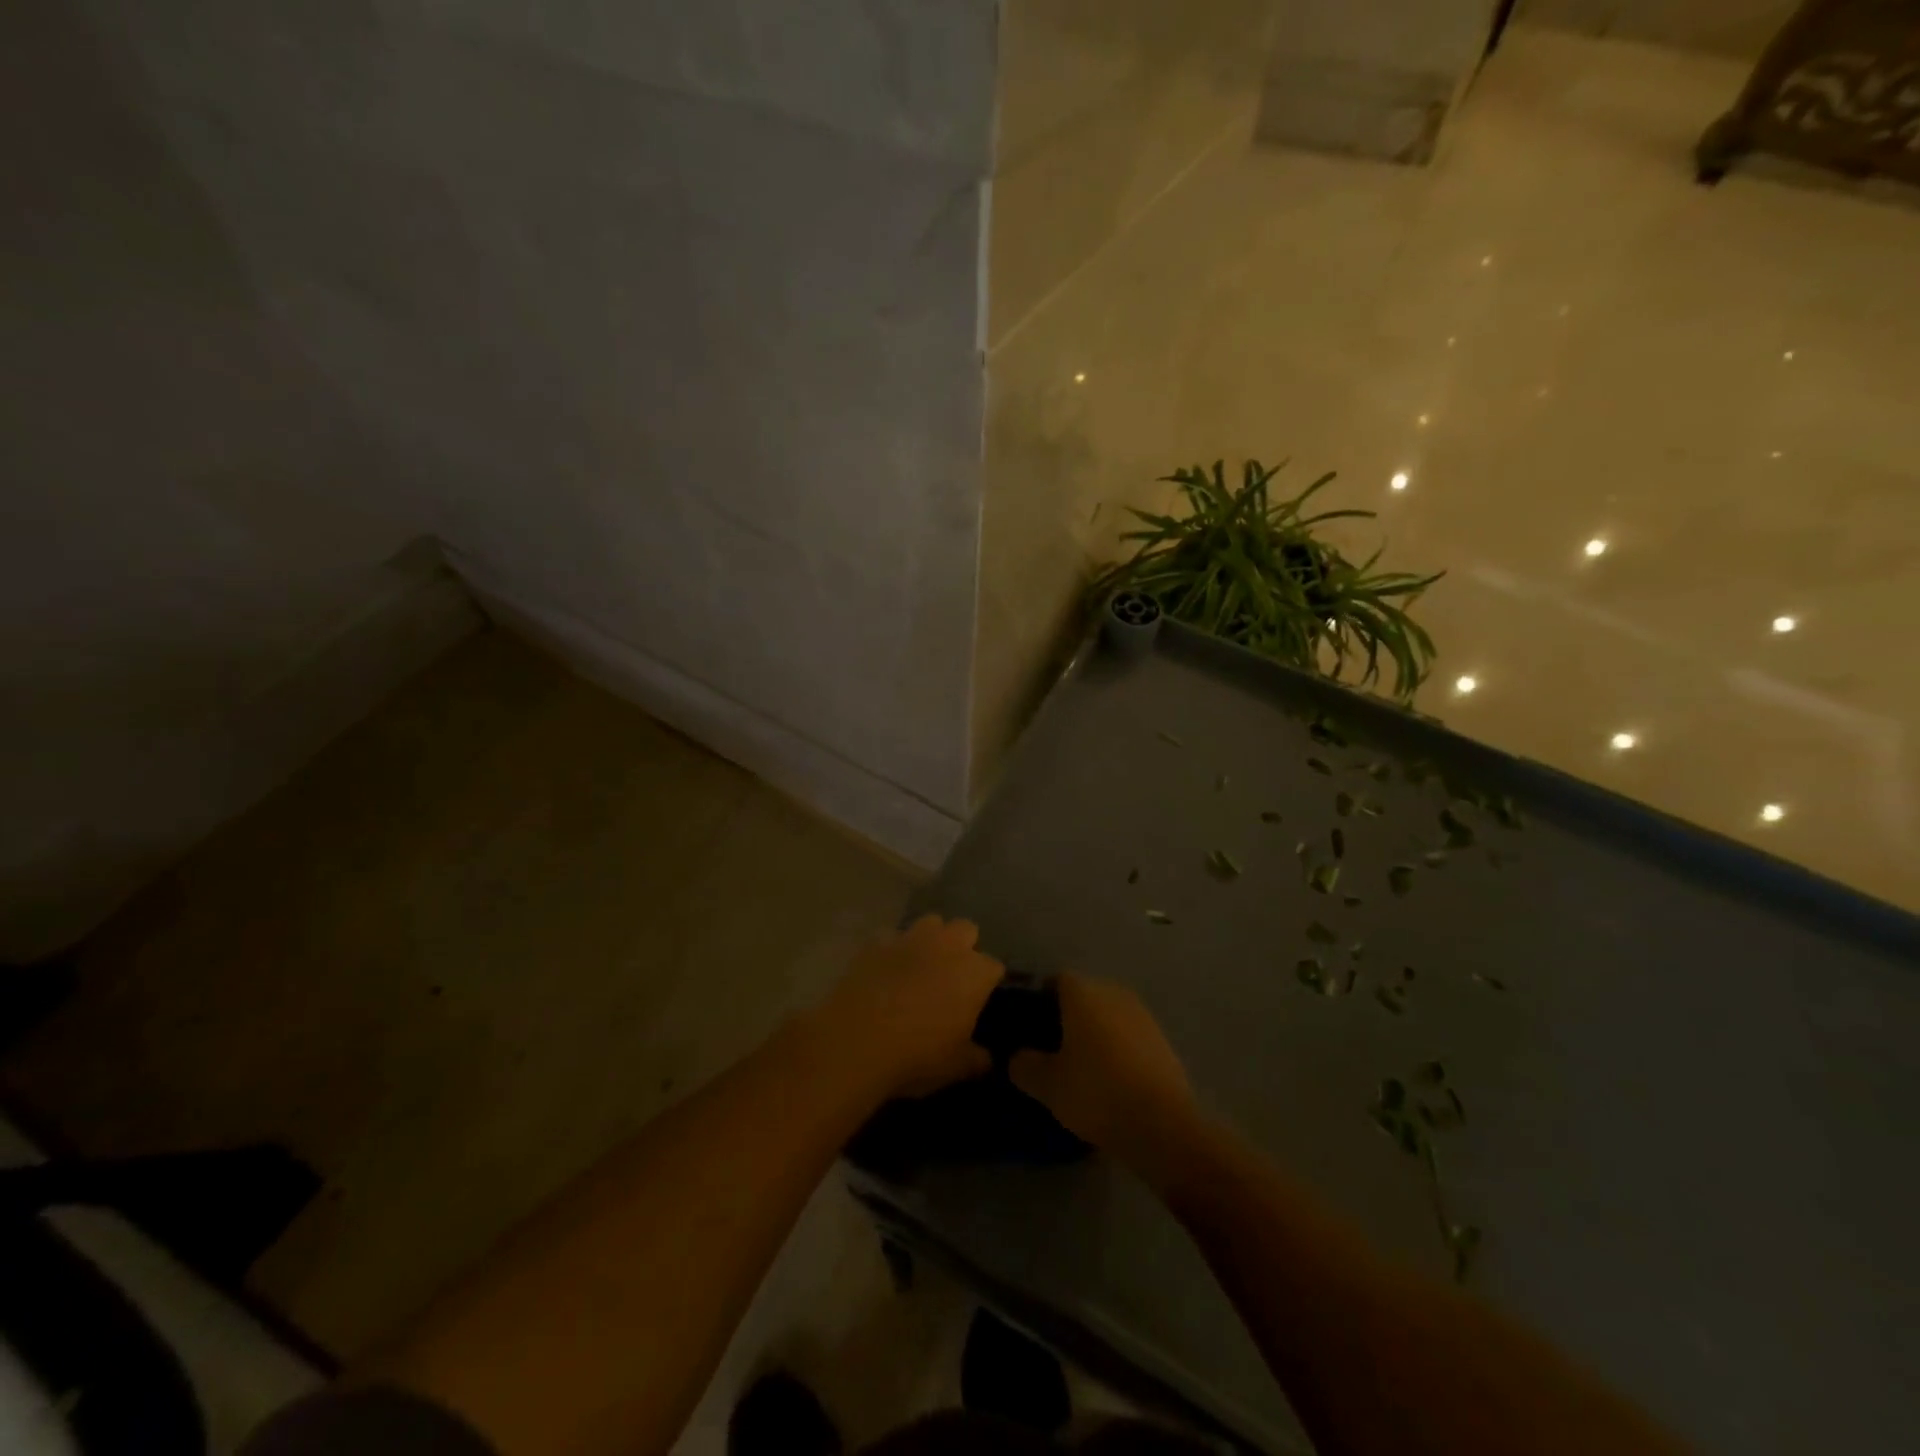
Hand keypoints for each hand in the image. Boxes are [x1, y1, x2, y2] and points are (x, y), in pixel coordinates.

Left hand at [822, 914, 1003, 1098]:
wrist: (855, 1043)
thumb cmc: (916, 1056)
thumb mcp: (955, 1067)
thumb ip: (976, 1059)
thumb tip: (986, 1058)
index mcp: (974, 973)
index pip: (994, 967)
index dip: (988, 982)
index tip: (981, 999)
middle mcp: (947, 945)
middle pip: (966, 929)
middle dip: (964, 946)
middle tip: (953, 975)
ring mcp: (910, 938)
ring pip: (931, 922)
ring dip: (931, 939)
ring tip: (921, 964)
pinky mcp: (876, 942)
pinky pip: (892, 936)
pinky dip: (893, 949)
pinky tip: (886, 969)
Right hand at [1010, 972, 1197, 1176]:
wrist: (1162, 1124)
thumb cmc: (1095, 1092)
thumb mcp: (1046, 1085)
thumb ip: (1024, 1065)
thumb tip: (1016, 1057)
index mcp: (1083, 993)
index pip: (1056, 980)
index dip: (1041, 999)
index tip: (1030, 1025)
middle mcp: (1113, 994)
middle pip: (1085, 995)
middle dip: (1068, 1016)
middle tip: (1052, 1048)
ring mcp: (1142, 1016)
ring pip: (1109, 1016)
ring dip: (1096, 1033)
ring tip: (1081, 1066)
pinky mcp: (1163, 1041)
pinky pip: (1130, 1036)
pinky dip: (1118, 1050)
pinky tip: (1111, 1079)